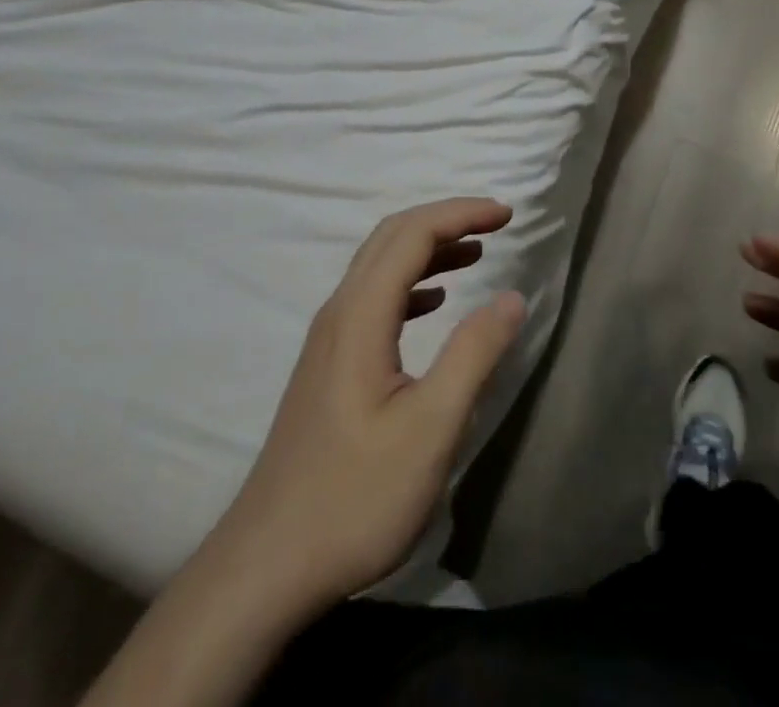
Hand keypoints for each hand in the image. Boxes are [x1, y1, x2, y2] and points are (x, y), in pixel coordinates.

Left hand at [215, 198, 526, 610]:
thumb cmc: (354, 498)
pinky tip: (434, 303)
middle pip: (392, 237)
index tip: (506, 215)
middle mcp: (339, 312)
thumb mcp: (429, 430)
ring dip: (428, 248)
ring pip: (380, 266)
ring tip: (475, 253)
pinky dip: (412, 283)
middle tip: (495, 224)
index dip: (461, 213)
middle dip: (446, 219)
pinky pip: (374, 298)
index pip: (412, 234)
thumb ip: (473, 356)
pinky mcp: (329, 365)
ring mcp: (329, 339)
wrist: (267, 564)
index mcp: (360, 315)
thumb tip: (511, 296)